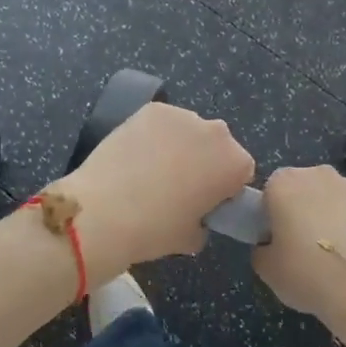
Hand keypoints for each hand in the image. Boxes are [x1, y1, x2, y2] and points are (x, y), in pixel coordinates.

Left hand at [56, 101, 254, 278]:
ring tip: (151, 170)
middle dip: (204, 160)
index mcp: (235, 164)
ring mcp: (182, 116)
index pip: (242, 172)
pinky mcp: (152, 109)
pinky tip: (136, 154)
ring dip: (179, 145)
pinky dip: (154, 134)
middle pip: (217, 145)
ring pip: (189, 130)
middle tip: (179, 186)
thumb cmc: (154, 230)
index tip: (206, 201)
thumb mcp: (192, 238)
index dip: (224, 187)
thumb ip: (205, 221)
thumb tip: (195, 213)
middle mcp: (216, 132)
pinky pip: (162, 122)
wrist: (104, 211)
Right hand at [251, 166, 345, 346]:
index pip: (270, 191)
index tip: (279, 239)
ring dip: (333, 214)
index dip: (273, 214)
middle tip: (306, 245)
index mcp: (283, 184)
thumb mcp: (267, 270)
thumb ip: (261, 248)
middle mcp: (318, 174)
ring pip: (335, 196)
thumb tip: (270, 244)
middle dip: (304, 209)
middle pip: (304, 188)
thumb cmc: (308, 274)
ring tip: (338, 251)